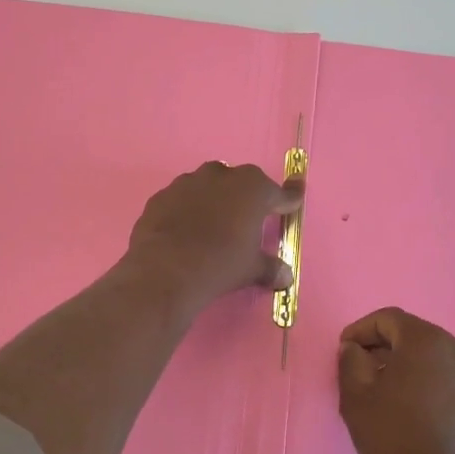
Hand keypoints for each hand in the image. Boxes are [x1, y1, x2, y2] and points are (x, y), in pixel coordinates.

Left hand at [125, 162, 302, 311]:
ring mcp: (187, 183)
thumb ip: (270, 268)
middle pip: (240, 182)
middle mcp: (221, 176)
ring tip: (212, 225)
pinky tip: (183, 231)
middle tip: (246, 219)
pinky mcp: (161, 196)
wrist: (166, 270)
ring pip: (207, 186)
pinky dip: (185, 211)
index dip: (288, 199)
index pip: (279, 193)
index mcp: (252, 189)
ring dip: (213, 200)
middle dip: (245, 197)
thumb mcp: (252, 269)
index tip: (294, 200)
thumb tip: (286, 277)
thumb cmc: (221, 263)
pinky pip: (180, 200)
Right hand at [338, 308, 454, 453]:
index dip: (361, 330)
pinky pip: (446, 376)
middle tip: (358, 367)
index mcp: (427, 341)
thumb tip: (354, 348)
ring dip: (404, 363)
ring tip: (382, 388)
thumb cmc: (392, 437)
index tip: (343, 350)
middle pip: (412, 334)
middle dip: (382, 345)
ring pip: (430, 355)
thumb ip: (351, 360)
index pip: (388, 319)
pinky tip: (408, 405)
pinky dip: (424, 379)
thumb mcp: (356, 395)